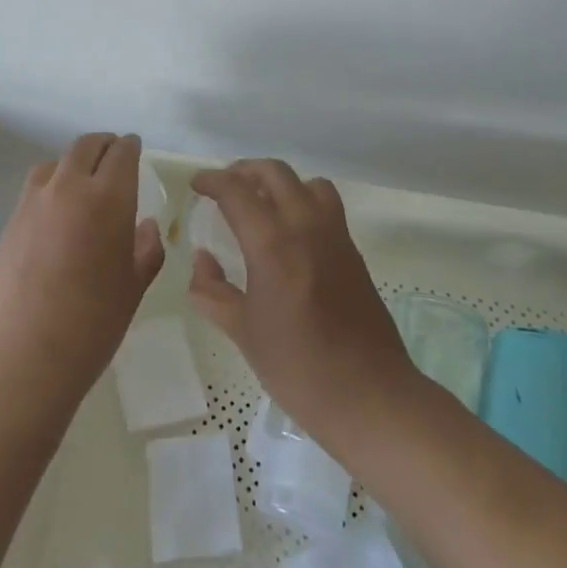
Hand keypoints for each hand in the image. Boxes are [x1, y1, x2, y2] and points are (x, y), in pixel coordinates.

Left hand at [0, 133, 164, 400]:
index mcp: (107, 198)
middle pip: (86, 147)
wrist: (22, 356)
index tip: (136, 149)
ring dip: (74, 163)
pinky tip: (56, 215)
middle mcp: (68, 188)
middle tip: (114, 156)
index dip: (131, 147)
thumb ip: (146, 249)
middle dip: (104, 145)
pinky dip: (51, 187)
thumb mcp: (133, 287)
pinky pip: (35, 189)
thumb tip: (145, 225)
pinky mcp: (9, 222)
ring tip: (83, 183)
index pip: (121, 153)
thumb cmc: (92, 324)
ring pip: (56, 163)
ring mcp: (33, 203)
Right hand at [187, 159, 414, 442]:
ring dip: (280, 182)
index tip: (197, 185)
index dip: (212, 181)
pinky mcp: (353, 251)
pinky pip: (326, 205)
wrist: (370, 395)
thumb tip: (202, 259)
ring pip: (307, 182)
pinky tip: (290, 233)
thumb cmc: (298, 367)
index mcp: (272, 244)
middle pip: (275, 173)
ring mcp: (335, 236)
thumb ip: (212, 290)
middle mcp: (306, 226)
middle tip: (224, 188)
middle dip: (244, 171)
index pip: (236, 191)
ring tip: (261, 203)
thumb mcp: (243, 331)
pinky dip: (303, 201)